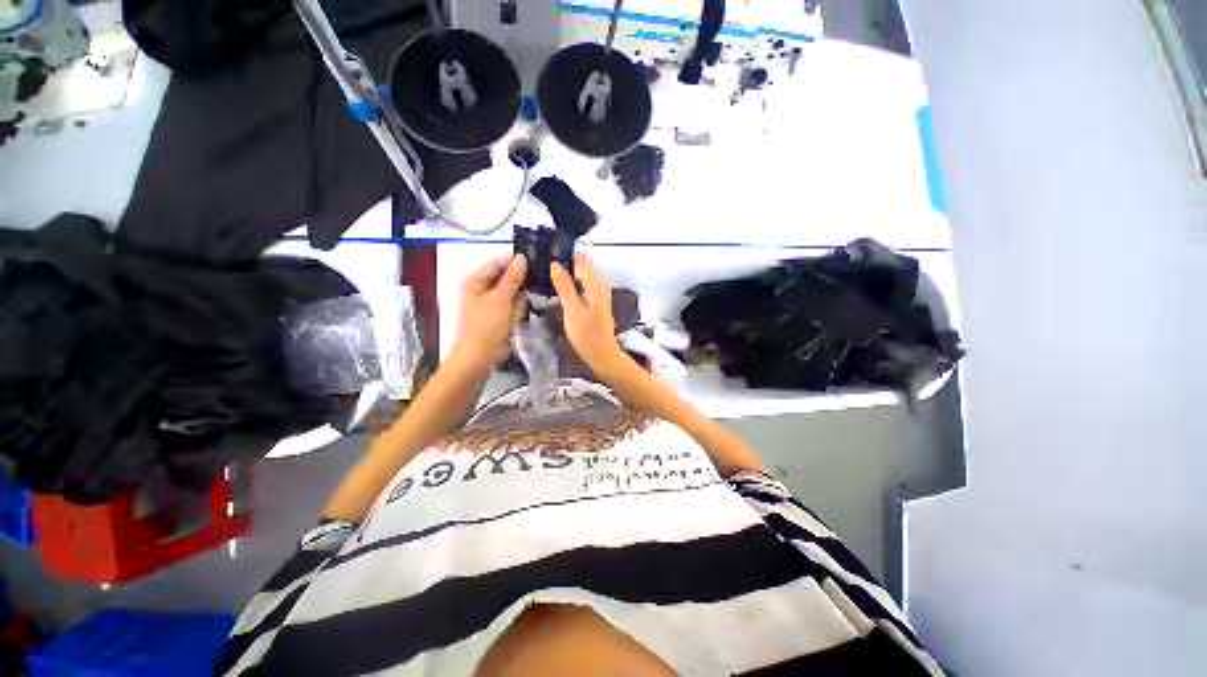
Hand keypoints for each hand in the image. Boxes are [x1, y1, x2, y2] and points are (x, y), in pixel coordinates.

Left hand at [451, 255, 527, 370]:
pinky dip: (515, 314)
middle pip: (506, 280)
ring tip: (514, 316)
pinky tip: (514, 322)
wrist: (479, 357)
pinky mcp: (497, 316)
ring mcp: (489, 304)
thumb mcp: (501, 298)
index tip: (534, 267)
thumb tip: (522, 257)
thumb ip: (513, 277)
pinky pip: (511, 308)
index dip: (514, 264)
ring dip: (517, 305)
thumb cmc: (487, 325)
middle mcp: (481, 290)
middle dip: (517, 290)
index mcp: (475, 281)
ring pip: (512, 296)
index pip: (497, 264)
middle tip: (523, 298)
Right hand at [551, 254, 622, 371]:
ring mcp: (598, 291)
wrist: (601, 353)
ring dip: (565, 273)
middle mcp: (599, 282)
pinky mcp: (595, 299)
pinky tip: (556, 288)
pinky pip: (581, 283)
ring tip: (544, 275)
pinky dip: (570, 283)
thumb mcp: (572, 309)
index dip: (561, 256)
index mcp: (596, 282)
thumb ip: (564, 285)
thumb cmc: (587, 334)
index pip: (578, 258)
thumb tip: (555, 263)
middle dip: (562, 263)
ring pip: (580, 273)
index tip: (542, 256)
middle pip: (580, 264)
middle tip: (541, 267)